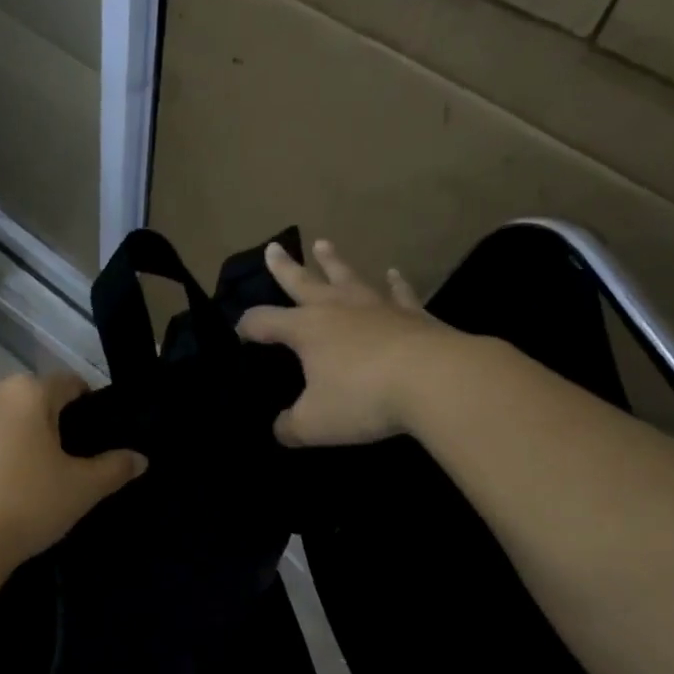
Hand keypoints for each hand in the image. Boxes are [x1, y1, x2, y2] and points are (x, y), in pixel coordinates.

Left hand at [0, 372, 146, 566]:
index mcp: (30, 393)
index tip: (83, 427)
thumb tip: (141, 458)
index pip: (66, 383)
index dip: (80, 401)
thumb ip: (114, 468)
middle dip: (33, 417)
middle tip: (42, 458)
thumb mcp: (81, 491)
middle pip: (21, 396)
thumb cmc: (25, 508)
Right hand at [238, 239, 463, 446]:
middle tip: (274, 247)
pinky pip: (398, 293)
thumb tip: (281, 428)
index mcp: (306, 329)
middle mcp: (337, 309)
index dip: (247, 327)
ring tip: (323, 244)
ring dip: (333, 262)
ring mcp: (377, 307)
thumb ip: (291, 426)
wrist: (435, 380)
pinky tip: (393, 273)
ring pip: (348, 277)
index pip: (264, 322)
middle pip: (303, 282)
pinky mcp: (413, 315)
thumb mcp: (314, 423)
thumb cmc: (363, 398)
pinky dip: (395, 283)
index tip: (238, 332)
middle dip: (285, 268)